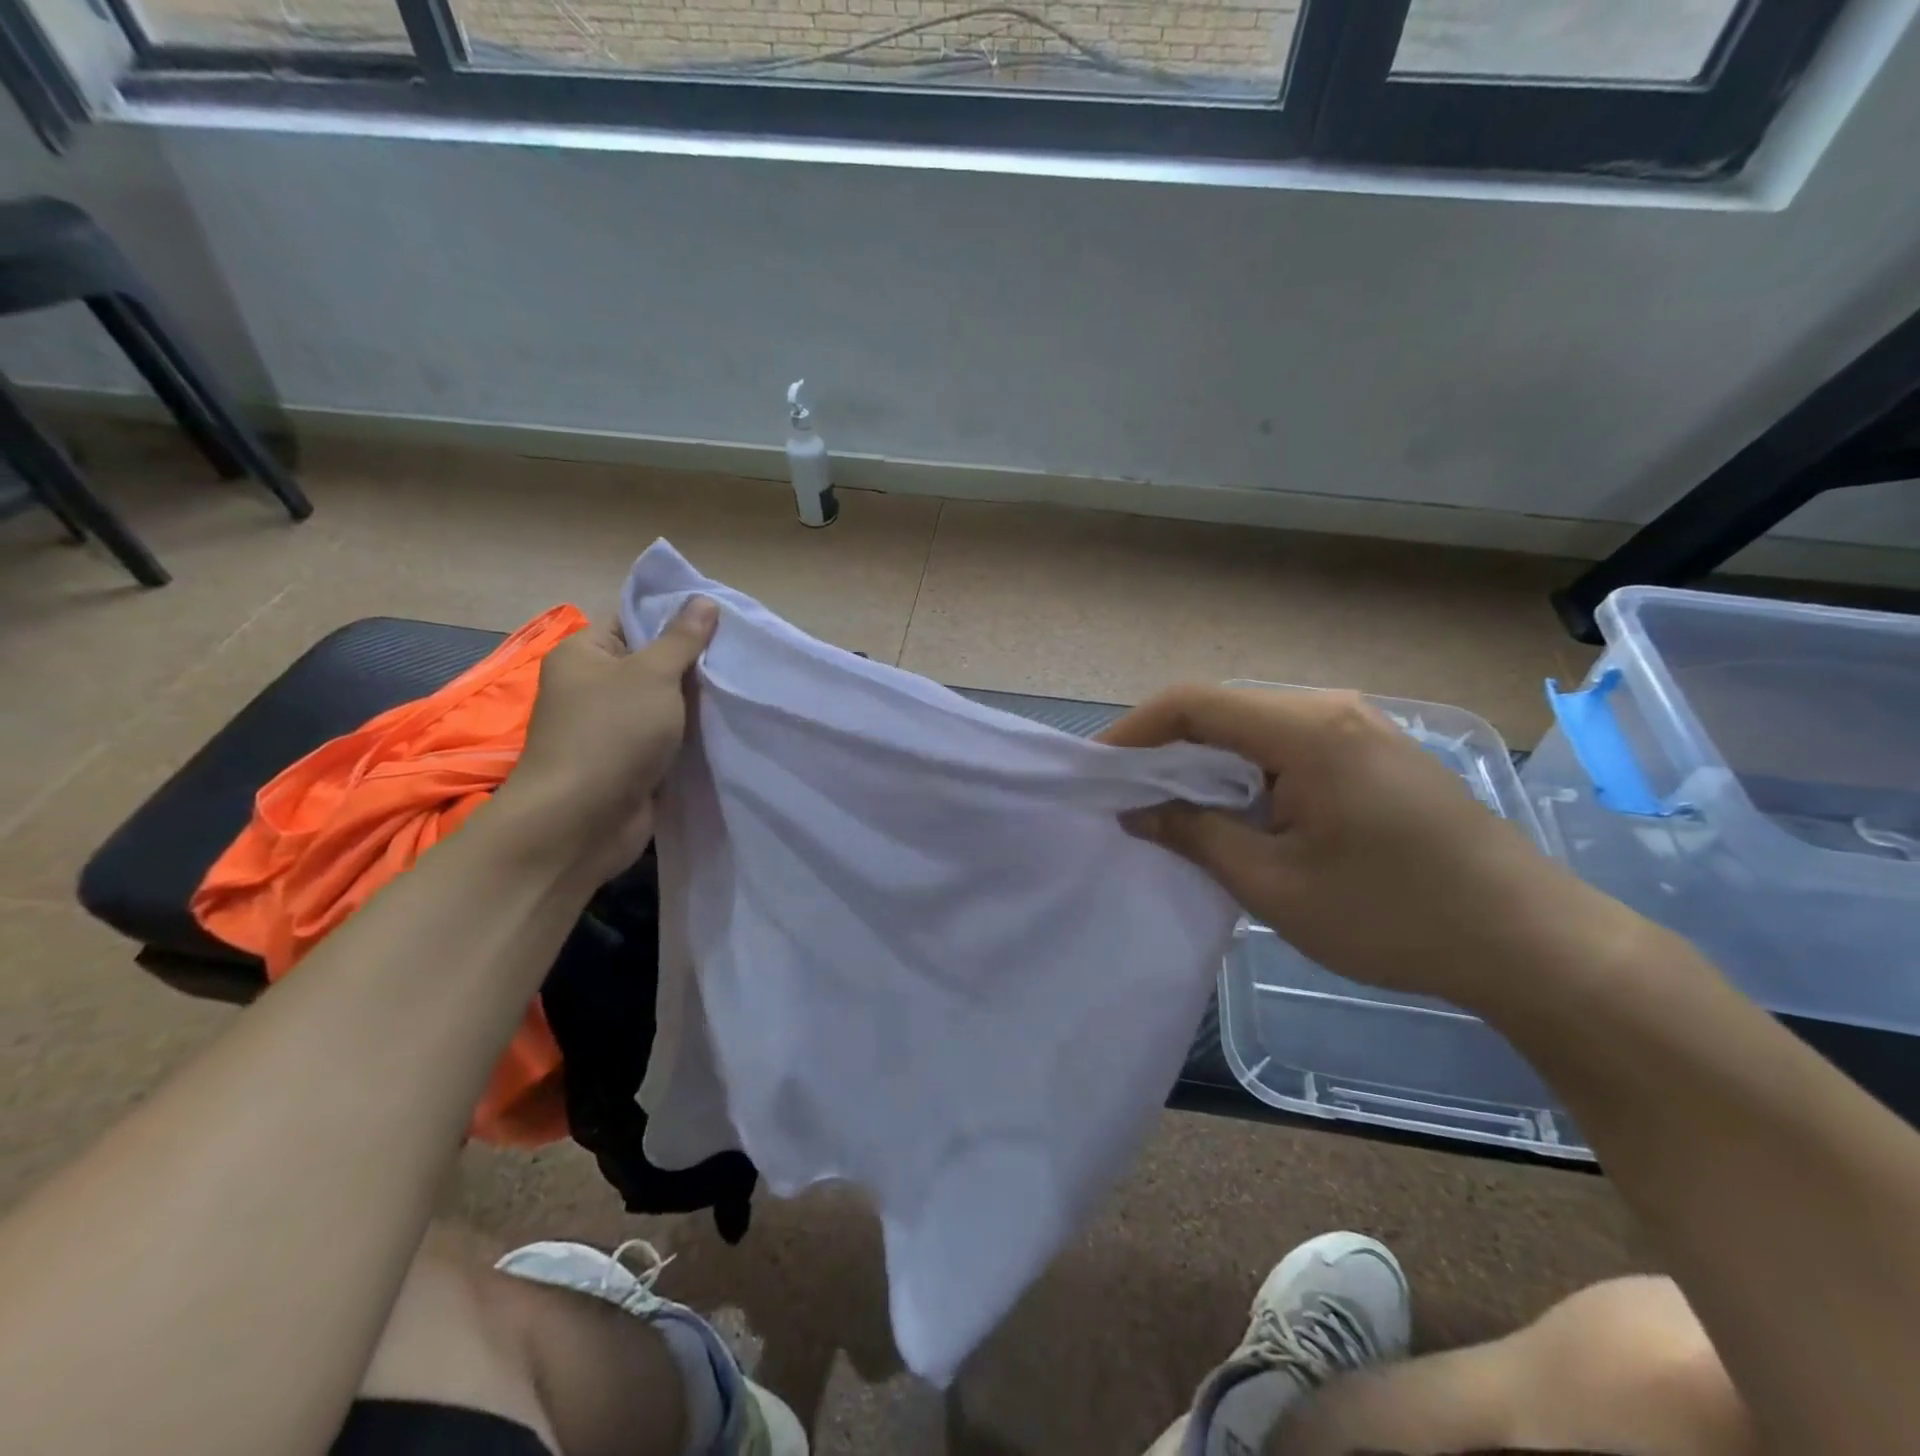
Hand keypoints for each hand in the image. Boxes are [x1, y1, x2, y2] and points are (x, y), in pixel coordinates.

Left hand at [494, 597, 718, 885]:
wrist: (583, 820)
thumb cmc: (611, 733)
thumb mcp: (652, 674)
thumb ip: (681, 639)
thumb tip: (703, 600)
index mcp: (585, 654)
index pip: (633, 619)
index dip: (675, 617)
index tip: (721, 619)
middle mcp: (593, 686)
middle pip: (652, 662)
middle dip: (693, 662)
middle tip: (740, 654)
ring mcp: (611, 727)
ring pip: (663, 703)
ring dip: (696, 702)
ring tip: (742, 686)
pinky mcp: (629, 761)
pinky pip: (666, 737)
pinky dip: (691, 734)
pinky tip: (727, 725)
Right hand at [1101, 684, 1632, 1010]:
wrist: (1532, 943)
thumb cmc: (1395, 916)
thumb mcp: (1275, 885)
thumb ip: (1196, 836)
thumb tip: (1136, 812)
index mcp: (1307, 730)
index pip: (1194, 703)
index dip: (1135, 730)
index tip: (1097, 770)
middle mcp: (1331, 710)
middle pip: (1222, 709)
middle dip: (1165, 748)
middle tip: (1126, 794)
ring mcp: (1359, 728)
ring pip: (1253, 727)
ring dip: (1205, 762)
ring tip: (1169, 806)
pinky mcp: (1374, 753)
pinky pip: (1287, 745)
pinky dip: (1244, 771)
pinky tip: (1235, 811)